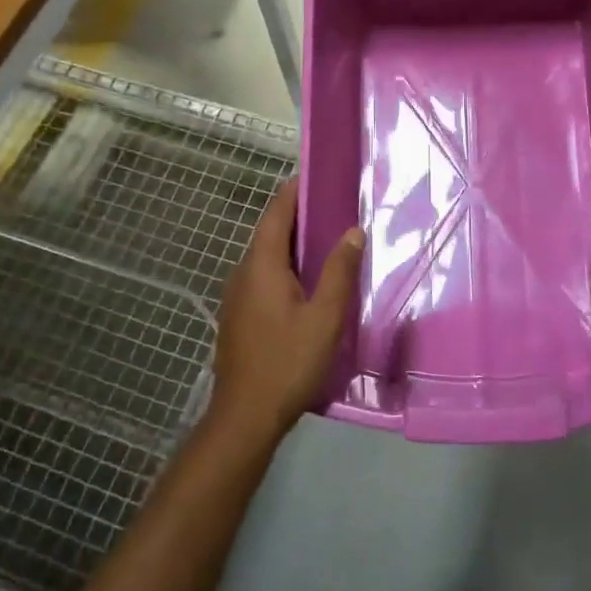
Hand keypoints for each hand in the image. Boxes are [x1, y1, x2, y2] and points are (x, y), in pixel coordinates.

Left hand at [209, 181, 363, 443]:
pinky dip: (285, 267)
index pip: (275, 214)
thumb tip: (353, 231)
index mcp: (261, 266)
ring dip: (291, 243)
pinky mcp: (239, 317)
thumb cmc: (287, 362)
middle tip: (331, 204)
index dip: (293, 192)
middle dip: (297, 216)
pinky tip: (307, 281)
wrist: (245, 416)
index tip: (314, 174)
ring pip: (266, 257)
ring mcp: (237, 297)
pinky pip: (263, 277)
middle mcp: (243, 274)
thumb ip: (339, 272)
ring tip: (326, 238)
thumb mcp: (324, 317)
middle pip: (269, 233)